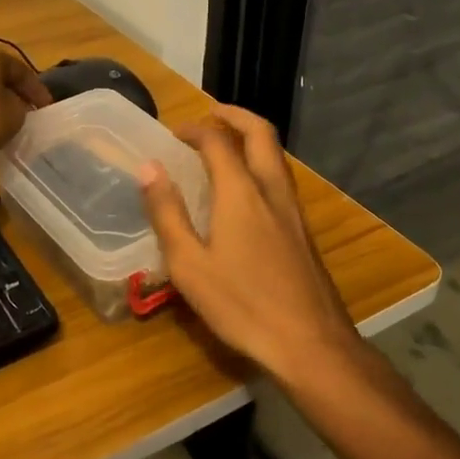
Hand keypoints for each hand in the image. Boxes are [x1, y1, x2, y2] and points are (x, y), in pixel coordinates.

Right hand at [139, 105, 356, 383]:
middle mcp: (271, 190)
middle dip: (234, 116)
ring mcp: (293, 210)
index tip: (174, 133)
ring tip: (225, 146)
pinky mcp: (303, 231)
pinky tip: (245, 191)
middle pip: (260, 133)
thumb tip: (148, 168)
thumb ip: (167, 213)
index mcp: (241, 192)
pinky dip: (260, 164)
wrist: (311, 343)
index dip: (195, 129)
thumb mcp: (189, 264)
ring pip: (276, 155)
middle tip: (210, 115)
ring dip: (251, 139)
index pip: (218, 141)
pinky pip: (280, 179)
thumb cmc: (242, 304)